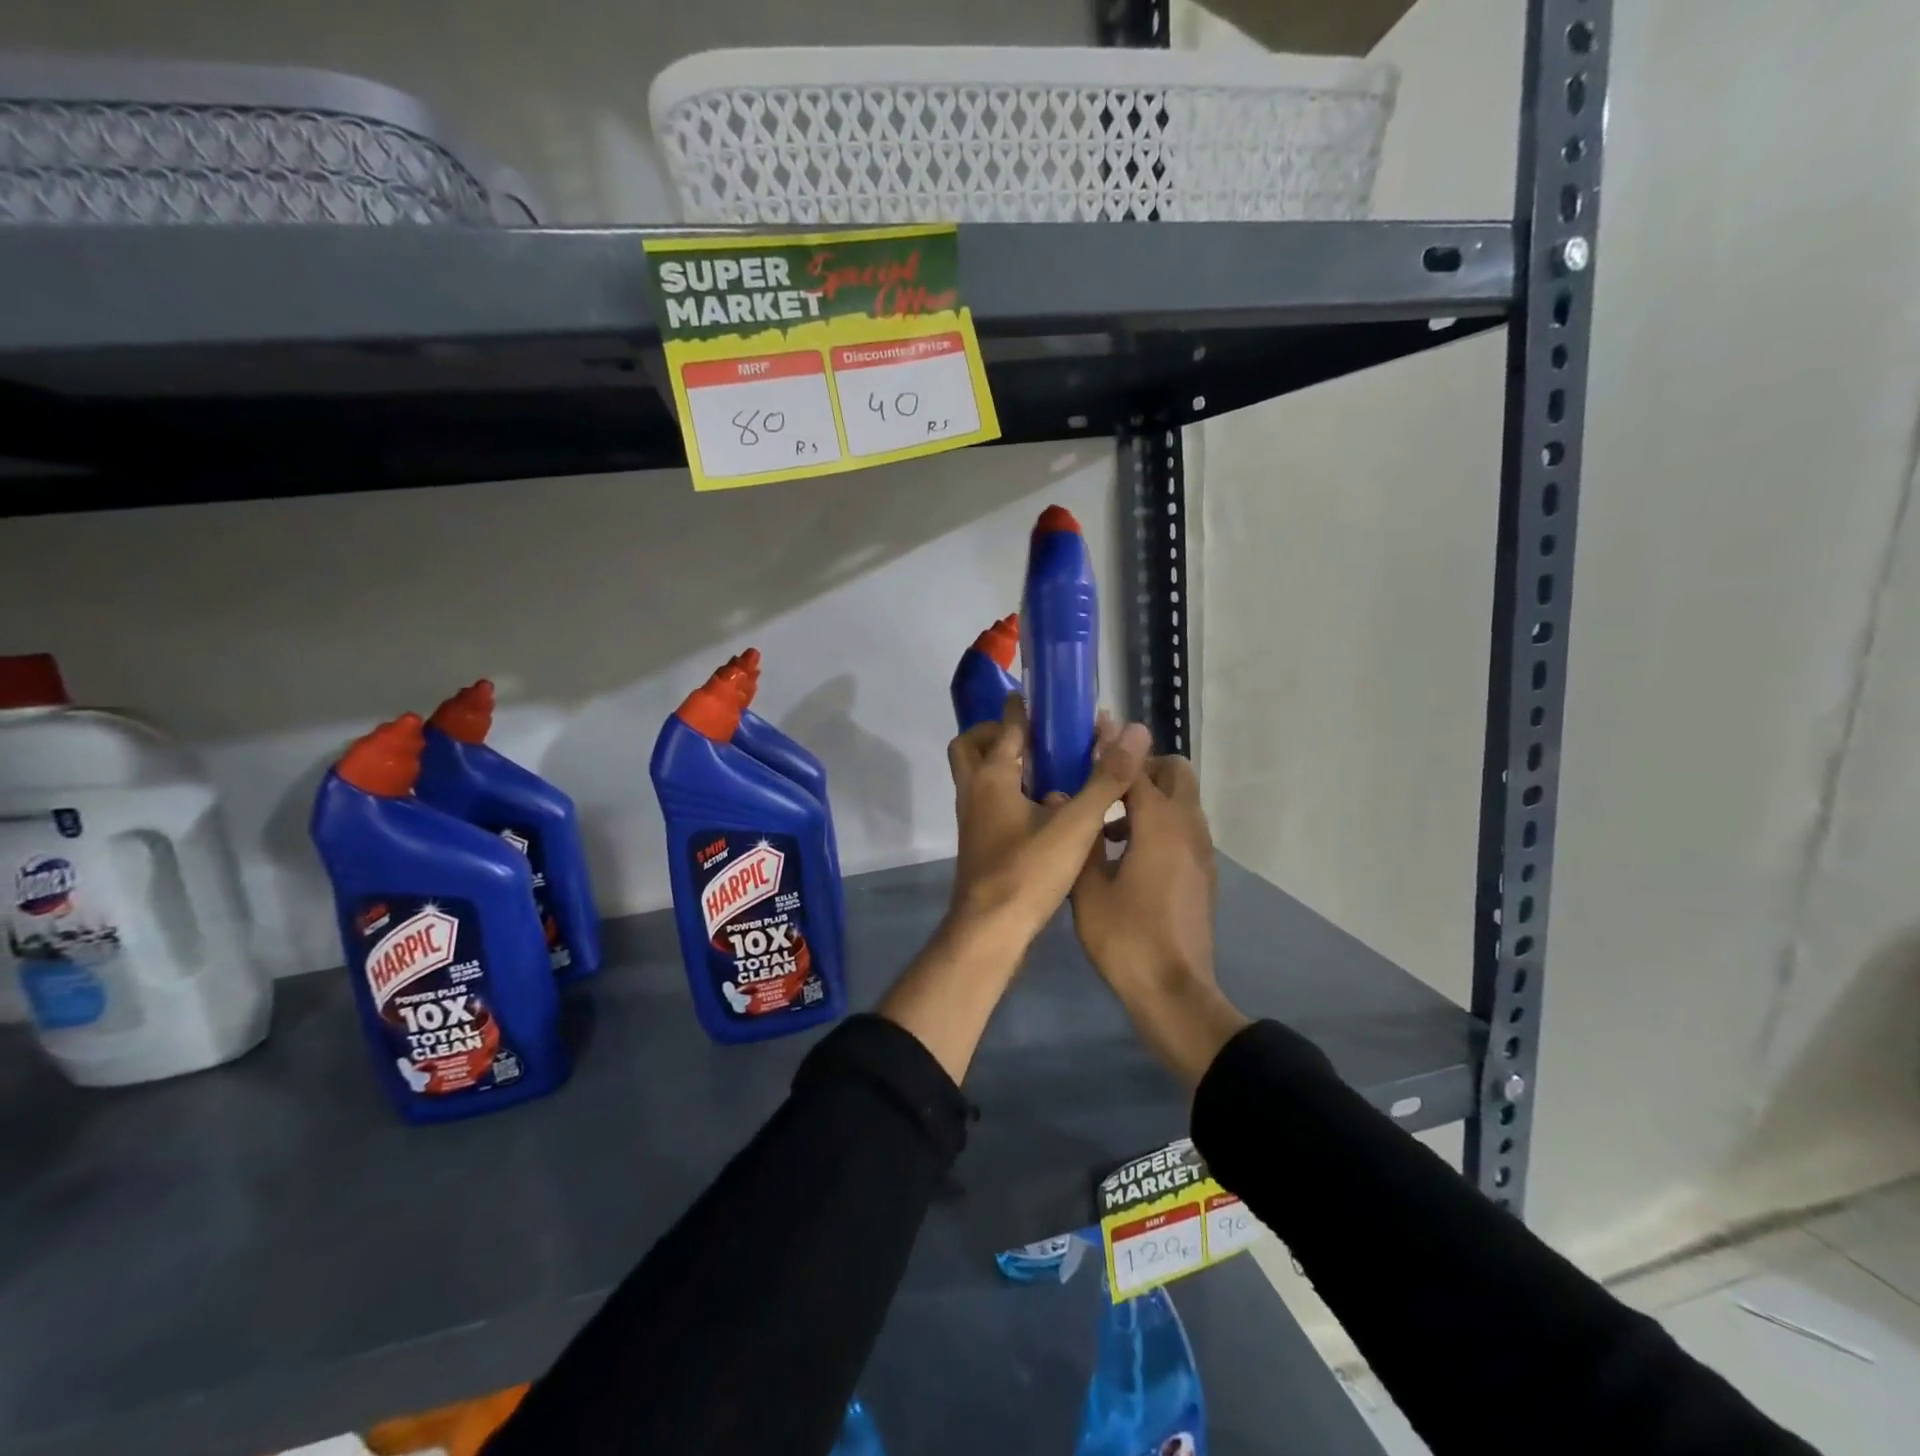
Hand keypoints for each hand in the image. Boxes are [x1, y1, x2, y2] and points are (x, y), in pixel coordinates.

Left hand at [945, 696, 1150, 952]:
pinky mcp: (979, 840)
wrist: (990, 930)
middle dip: (998, 732)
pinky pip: (987, 800)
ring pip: (977, 775)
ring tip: (1049, 768)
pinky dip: (1008, 791)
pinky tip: (1045, 808)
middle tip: (1036, 737)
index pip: (1007, 725)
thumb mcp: (1076, 824)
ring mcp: (971, 818)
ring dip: (1004, 763)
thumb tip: (1135, 732)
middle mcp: (973, 790)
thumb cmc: (1028, 871)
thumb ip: (1105, 779)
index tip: (1049, 699)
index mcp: (992, 776)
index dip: (1026, 707)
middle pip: (972, 745)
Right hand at [1070, 754, 1248, 1085]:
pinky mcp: (1202, 872)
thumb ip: (1081, 836)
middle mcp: (1187, 827)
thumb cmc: (1125, 938)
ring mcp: (1200, 851)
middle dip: (1142, 766)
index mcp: (1159, 823)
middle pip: (1175, 772)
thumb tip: (1067, 801)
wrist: (1174, 992)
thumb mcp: (1087, 887)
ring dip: (1150, 796)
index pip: (1136, 766)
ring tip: (1107, 822)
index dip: (1112, 747)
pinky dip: (1159, 822)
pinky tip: (1125, 853)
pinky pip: (1183, 828)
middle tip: (1105, 781)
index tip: (1091, 730)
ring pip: (1182, 800)